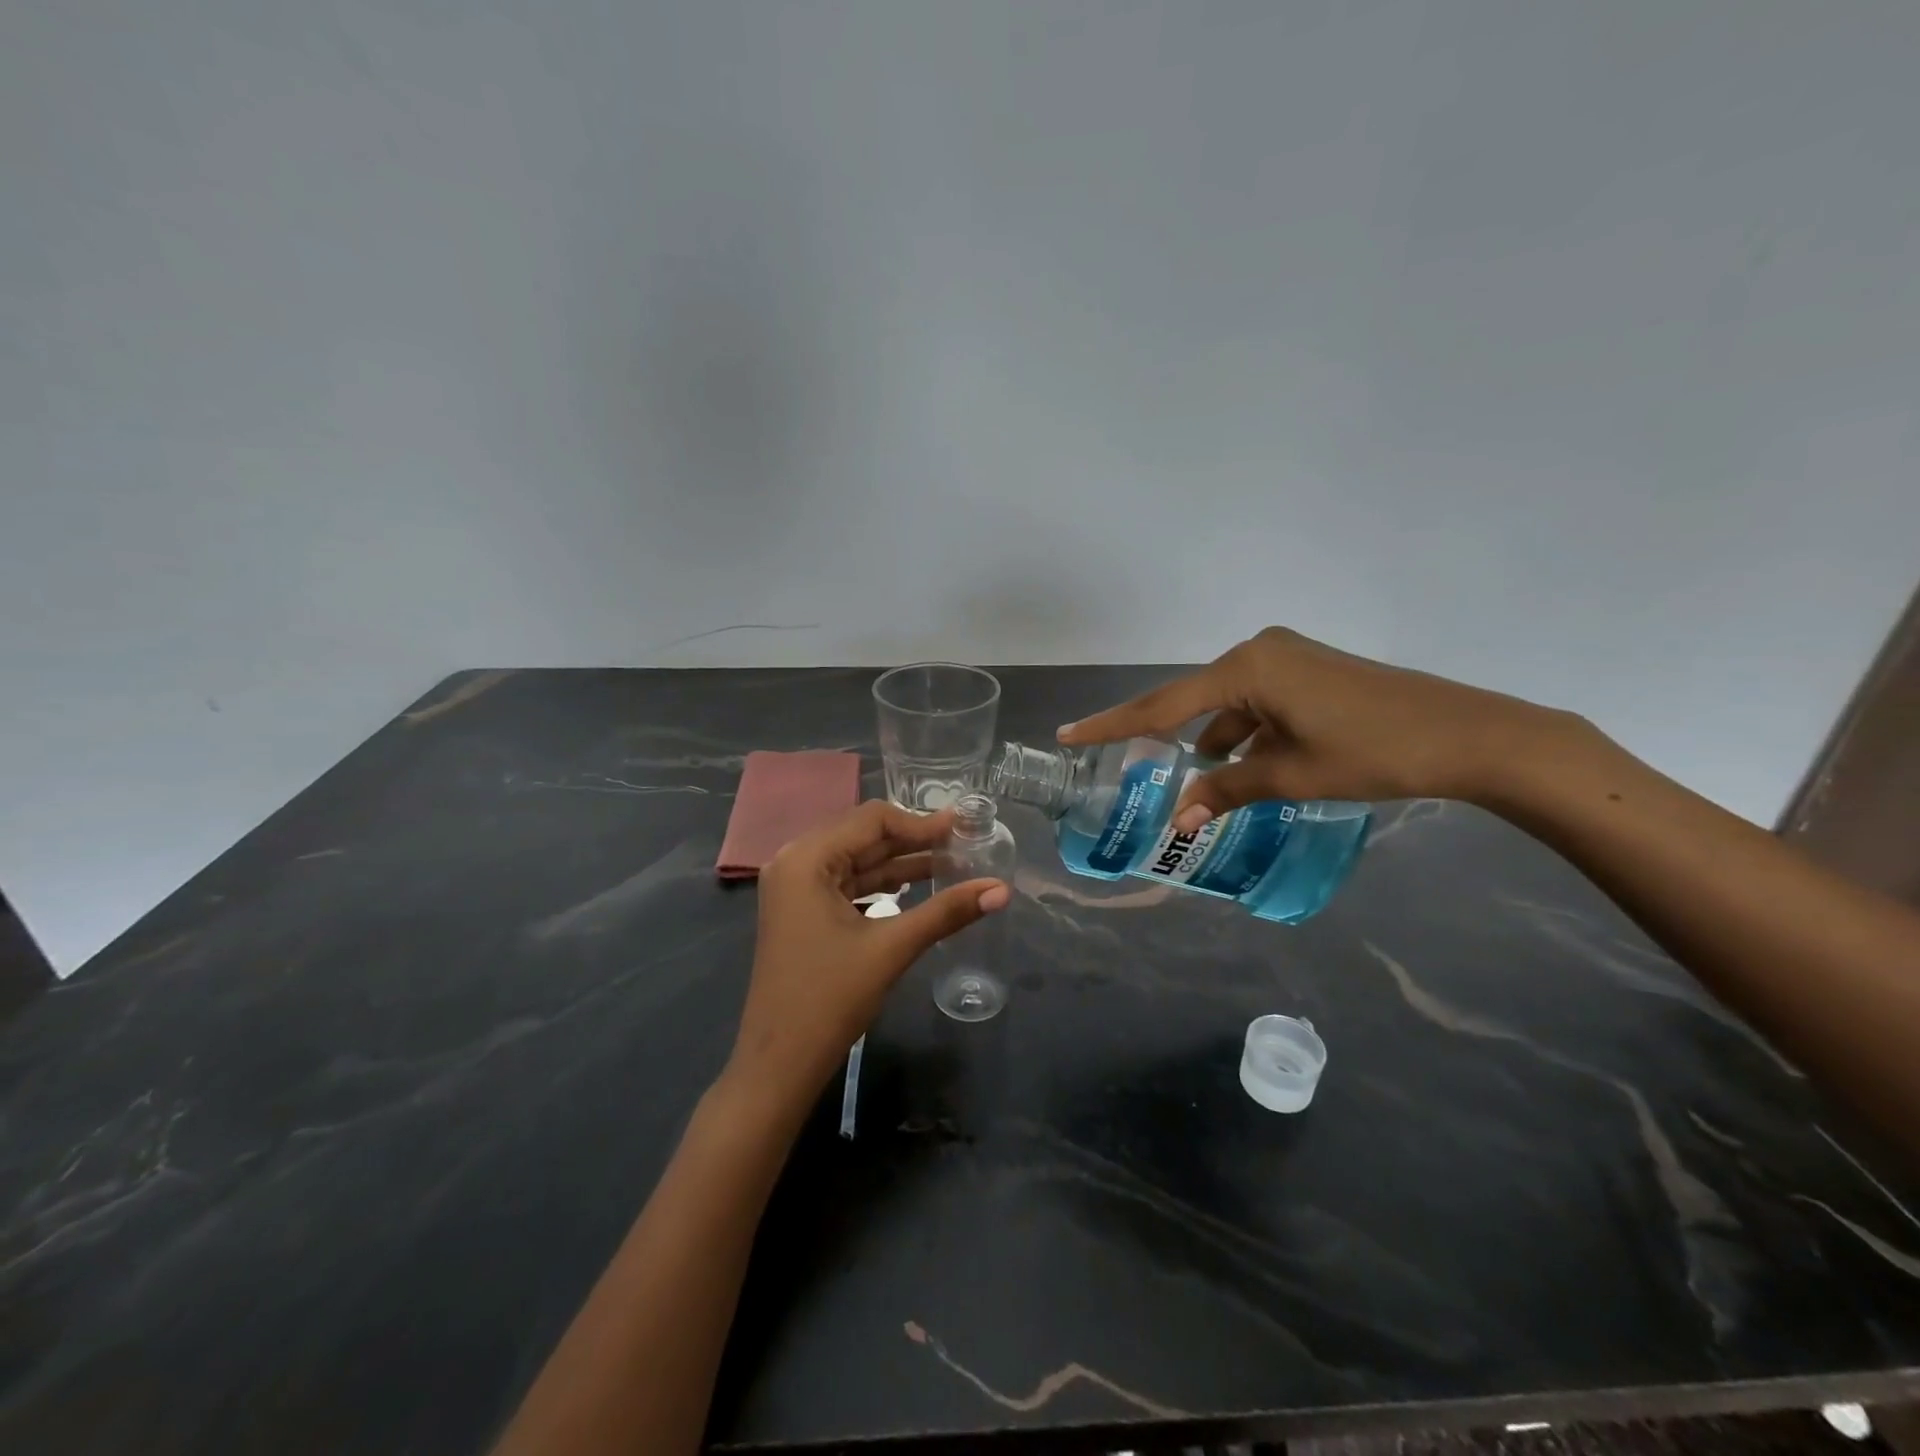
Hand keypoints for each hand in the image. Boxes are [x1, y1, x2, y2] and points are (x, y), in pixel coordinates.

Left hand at [727, 801, 1010, 1104]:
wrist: (779, 1064)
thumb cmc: (830, 999)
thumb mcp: (892, 947)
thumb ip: (947, 912)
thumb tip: (1002, 889)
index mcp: (806, 858)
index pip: (872, 819)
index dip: (921, 823)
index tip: (964, 827)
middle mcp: (794, 861)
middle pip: (863, 835)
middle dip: (913, 840)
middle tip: (963, 843)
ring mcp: (794, 888)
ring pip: (856, 860)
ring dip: (900, 863)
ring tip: (951, 862)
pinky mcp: (802, 911)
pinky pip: (847, 883)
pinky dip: (881, 885)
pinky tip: (916, 888)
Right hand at [1058, 627, 1570, 829]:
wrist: (1469, 735)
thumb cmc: (1374, 752)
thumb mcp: (1292, 776)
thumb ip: (1229, 790)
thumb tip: (1180, 818)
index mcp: (1247, 668)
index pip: (1163, 705)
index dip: (1113, 724)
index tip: (1070, 733)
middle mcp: (1259, 652)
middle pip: (1194, 701)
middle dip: (1170, 740)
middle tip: (1131, 764)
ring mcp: (1287, 658)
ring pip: (1229, 704)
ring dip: (1217, 742)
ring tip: (1210, 786)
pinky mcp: (1309, 671)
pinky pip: (1258, 702)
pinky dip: (1247, 733)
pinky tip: (1251, 766)